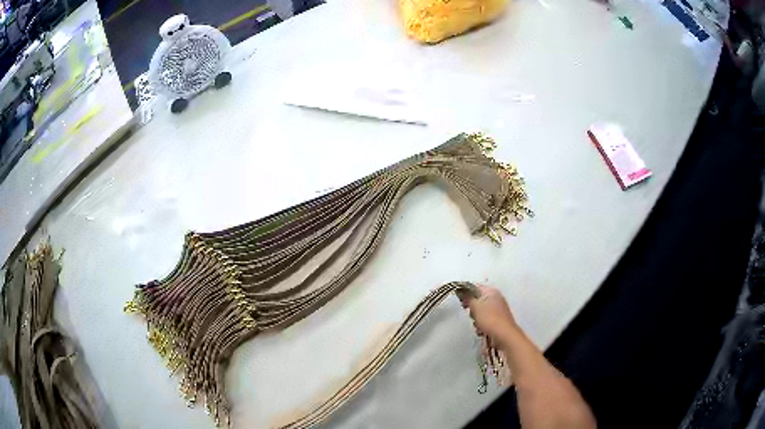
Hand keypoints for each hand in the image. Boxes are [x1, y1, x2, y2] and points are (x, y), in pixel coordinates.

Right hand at [457, 285, 518, 344]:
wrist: (504, 335)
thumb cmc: (489, 318)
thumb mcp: (475, 306)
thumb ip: (468, 298)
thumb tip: (462, 291)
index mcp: (491, 291)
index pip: (474, 287)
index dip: (465, 292)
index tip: (460, 300)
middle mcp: (496, 298)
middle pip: (477, 300)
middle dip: (472, 308)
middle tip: (471, 313)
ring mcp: (498, 309)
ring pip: (481, 311)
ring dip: (476, 318)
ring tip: (477, 323)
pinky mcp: (498, 320)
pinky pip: (485, 319)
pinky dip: (482, 324)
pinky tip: (482, 330)